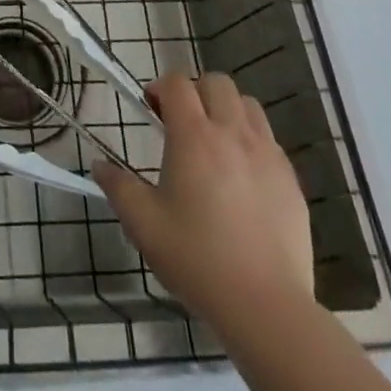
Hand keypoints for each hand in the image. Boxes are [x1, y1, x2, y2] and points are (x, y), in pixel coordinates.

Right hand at [94, 70, 312, 330]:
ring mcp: (267, 154)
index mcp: (194, 136)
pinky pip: (269, 140)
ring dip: (227, 111)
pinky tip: (242, 177)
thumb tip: (99, 164)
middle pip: (216, 82)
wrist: (266, 307)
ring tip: (216, 143)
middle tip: (183, 124)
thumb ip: (118, 187)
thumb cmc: (197, 260)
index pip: (177, 83)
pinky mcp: (290, 179)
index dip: (160, 88)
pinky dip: (252, 141)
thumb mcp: (144, 225)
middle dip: (196, 92)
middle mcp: (232, 133)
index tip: (152, 111)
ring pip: (248, 105)